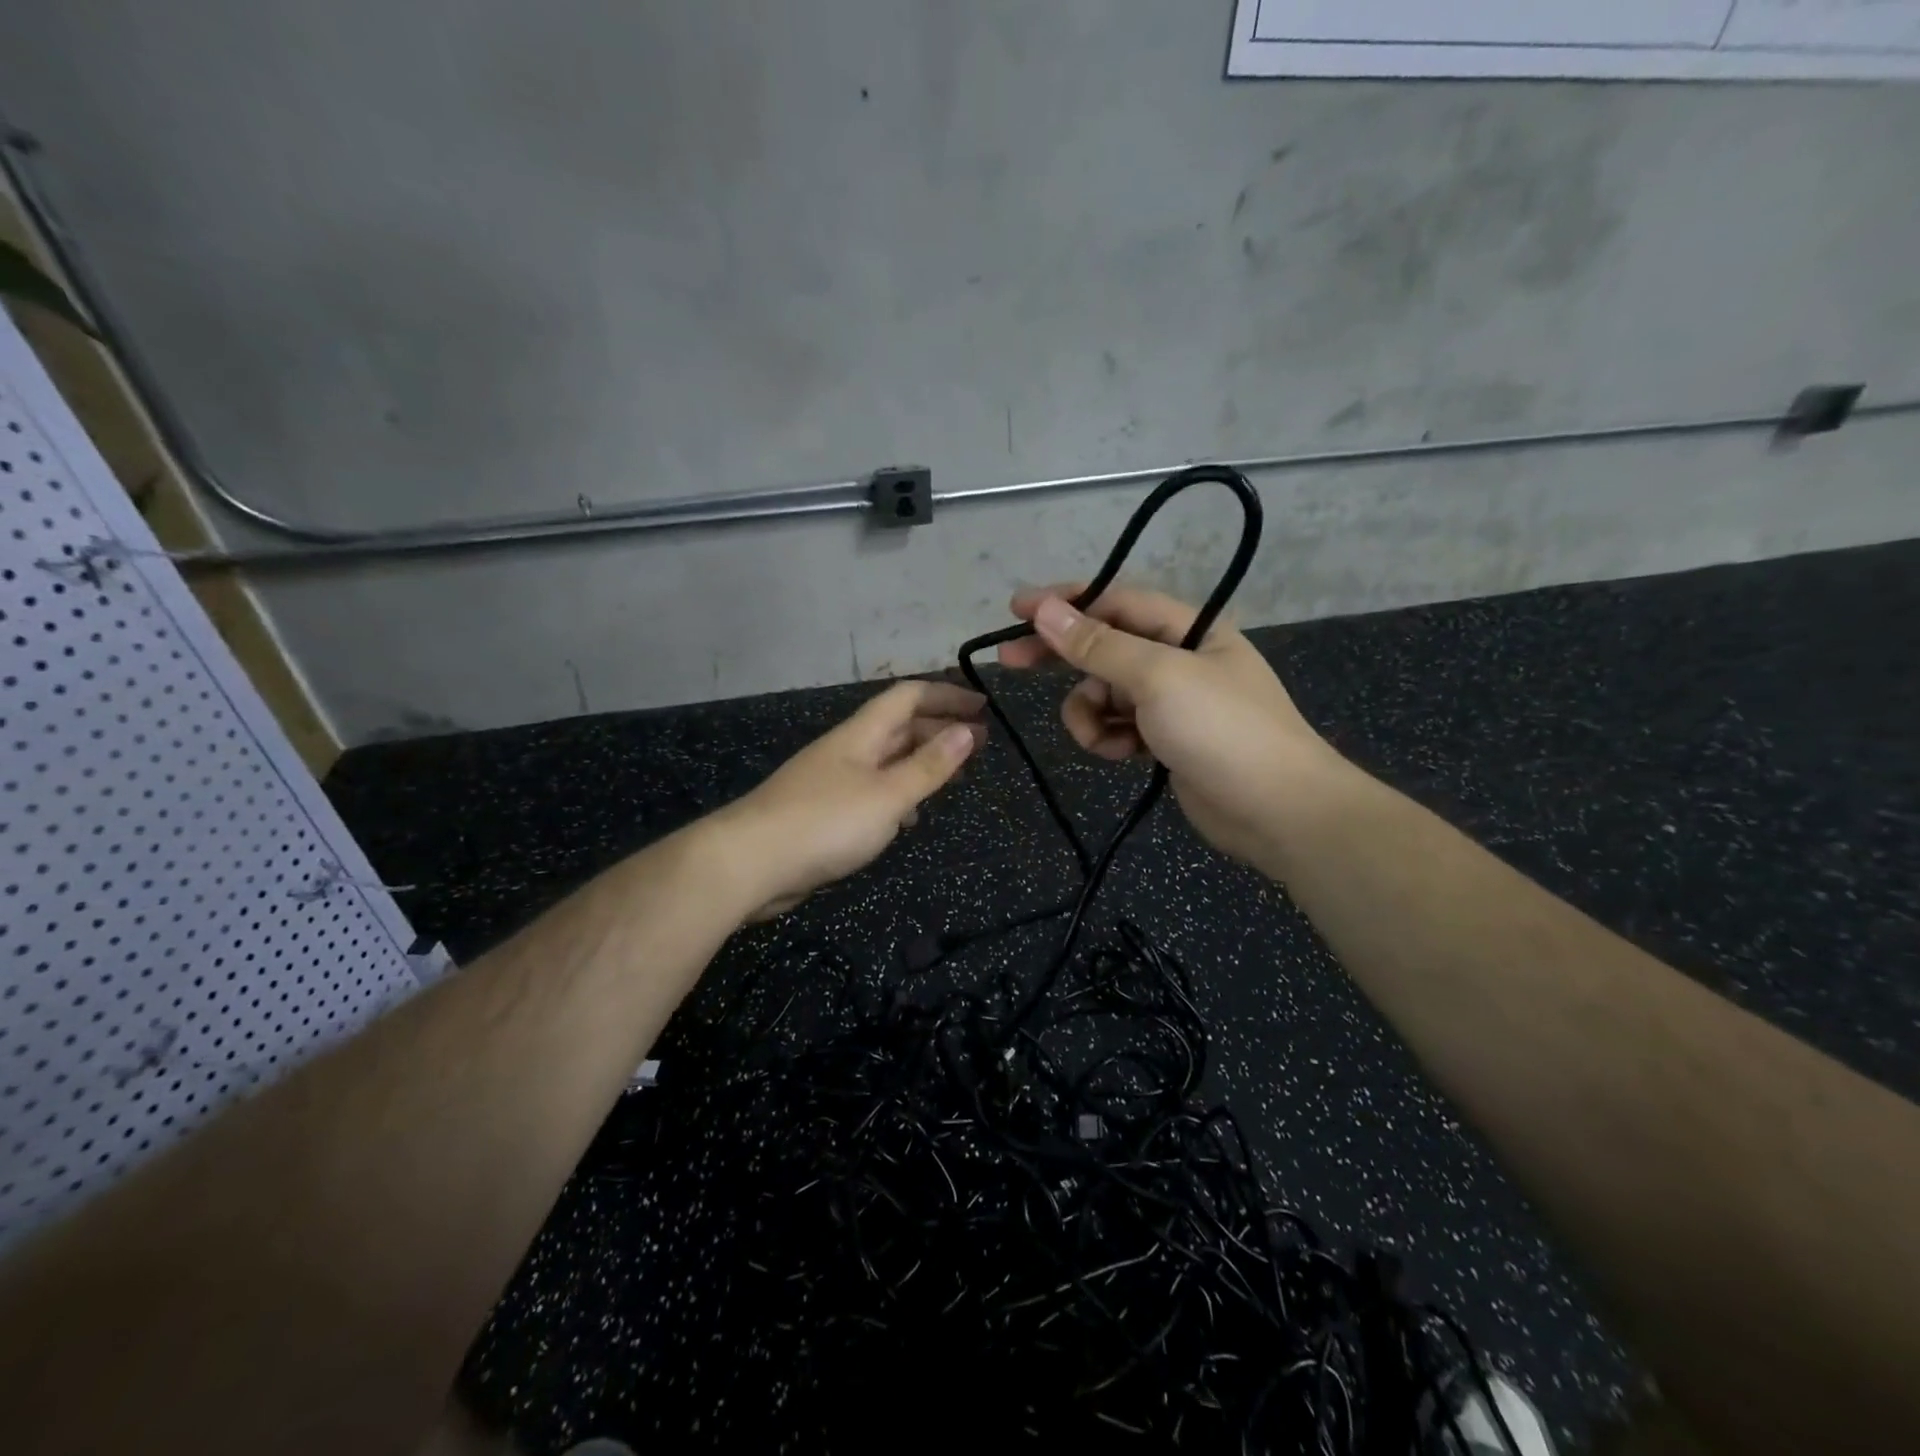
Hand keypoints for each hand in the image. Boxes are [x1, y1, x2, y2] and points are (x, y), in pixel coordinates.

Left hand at [712, 680, 985, 917]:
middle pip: (899, 727)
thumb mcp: (888, 794)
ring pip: (887, 760)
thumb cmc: (826, 822)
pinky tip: (910, 815)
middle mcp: (848, 750)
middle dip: (940, 729)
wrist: (750, 863)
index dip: (946, 695)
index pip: (908, 697)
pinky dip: (899, 794)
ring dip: (922, 762)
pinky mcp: (825, 813)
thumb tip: (968, 730)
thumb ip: (929, 766)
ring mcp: (834, 781)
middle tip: (979, 745)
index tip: (983, 708)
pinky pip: (872, 792)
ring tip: (954, 776)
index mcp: (861, 734)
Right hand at [997, 584, 1341, 868]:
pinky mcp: (1165, 740)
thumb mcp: (1157, 678)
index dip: (1064, 602)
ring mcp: (1171, 702)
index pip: (1114, 601)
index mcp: (1187, 628)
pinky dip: (1109, 738)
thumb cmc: (1222, 730)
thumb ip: (1097, 645)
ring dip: (1089, 712)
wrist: (1278, 811)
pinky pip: (1118, 726)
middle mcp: (1178, 658)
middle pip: (1104, 645)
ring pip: (1104, 693)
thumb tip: (1044, 610)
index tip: (1016, 609)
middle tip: (1011, 661)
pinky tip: (1121, 755)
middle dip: (1061, 655)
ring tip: (1098, 738)